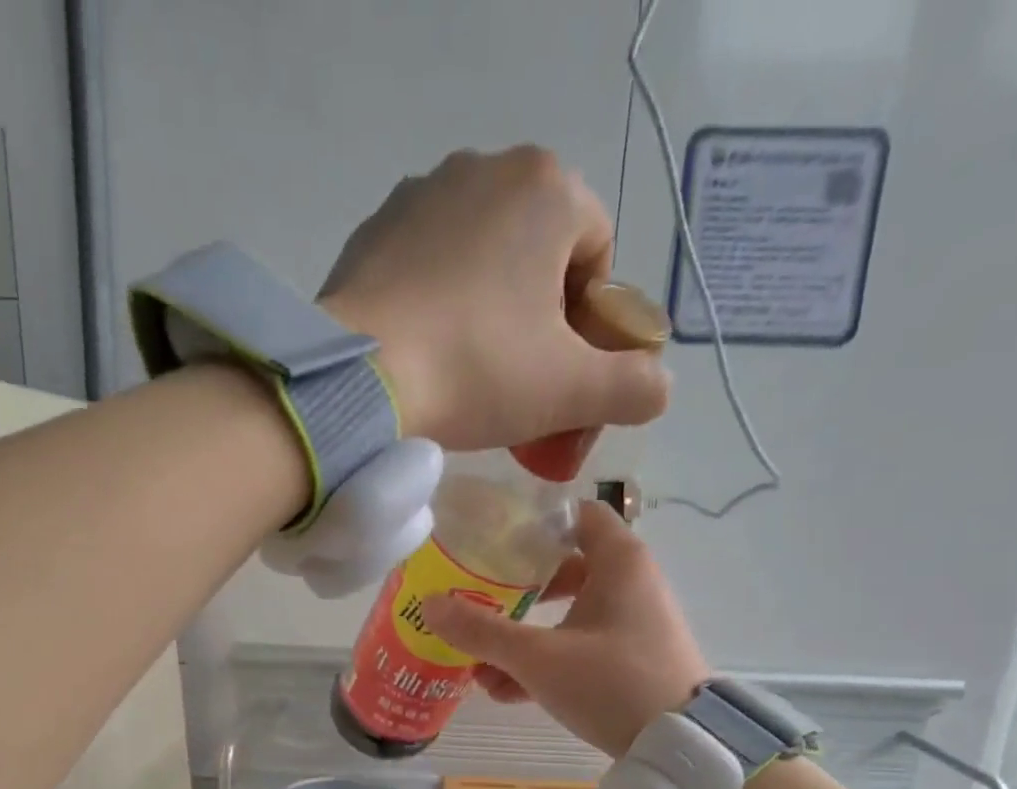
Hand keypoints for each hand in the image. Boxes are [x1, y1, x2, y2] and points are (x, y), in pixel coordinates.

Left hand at [320, 147, 671, 450]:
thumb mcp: (571, 391)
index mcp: (547, 187)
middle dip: (539, 320)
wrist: (358, 382)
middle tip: (518, 385)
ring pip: (480, 262)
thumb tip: (659, 387)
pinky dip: (437, 309)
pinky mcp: (371, 233)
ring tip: (467, 376)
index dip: (589, 324)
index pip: (597, 255)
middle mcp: (483, 169)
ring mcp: (419, 196)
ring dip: (488, 314)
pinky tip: (425, 358)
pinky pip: (426, 271)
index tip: (562, 376)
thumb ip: (633, 386)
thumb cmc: (478, 371)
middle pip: (537, 255)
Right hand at [418, 502, 707, 756]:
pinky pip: (579, 649)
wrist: (677, 747)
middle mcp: (630, 585)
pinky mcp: (630, 662)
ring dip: (522, 637)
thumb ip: (481, 631)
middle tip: (475, 599)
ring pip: (566, 617)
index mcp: (618, 563)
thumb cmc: (611, 682)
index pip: (575, 515)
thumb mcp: (537, 657)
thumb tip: (429, 605)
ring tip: (478, 663)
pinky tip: (505, 692)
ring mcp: (631, 626)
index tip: (490, 538)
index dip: (533, 522)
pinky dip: (545, 663)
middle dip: (514, 590)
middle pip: (563, 569)